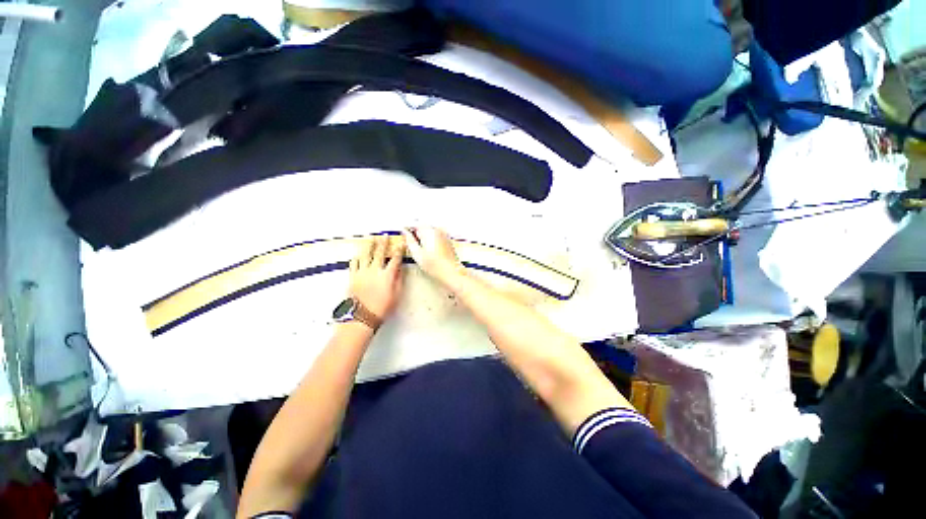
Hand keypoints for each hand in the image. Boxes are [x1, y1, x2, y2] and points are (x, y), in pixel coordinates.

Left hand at [349, 235, 403, 317]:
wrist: (362, 316)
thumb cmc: (382, 307)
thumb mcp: (396, 295)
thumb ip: (398, 279)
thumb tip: (400, 269)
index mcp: (387, 275)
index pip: (395, 258)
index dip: (399, 249)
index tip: (401, 243)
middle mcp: (374, 270)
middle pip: (380, 253)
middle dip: (383, 243)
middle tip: (385, 236)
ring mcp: (362, 272)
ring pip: (365, 254)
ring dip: (369, 245)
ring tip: (370, 239)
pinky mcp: (353, 276)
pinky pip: (354, 263)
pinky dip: (357, 257)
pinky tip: (358, 254)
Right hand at [402, 227, 465, 286]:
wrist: (451, 272)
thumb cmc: (435, 265)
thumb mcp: (417, 254)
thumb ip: (409, 241)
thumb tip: (405, 232)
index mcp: (429, 231)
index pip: (415, 223)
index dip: (408, 228)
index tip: (405, 233)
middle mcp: (438, 230)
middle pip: (423, 226)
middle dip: (417, 233)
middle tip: (413, 244)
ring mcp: (444, 234)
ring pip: (430, 231)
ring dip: (424, 236)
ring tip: (422, 249)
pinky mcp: (448, 240)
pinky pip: (436, 235)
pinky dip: (431, 240)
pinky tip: (430, 251)